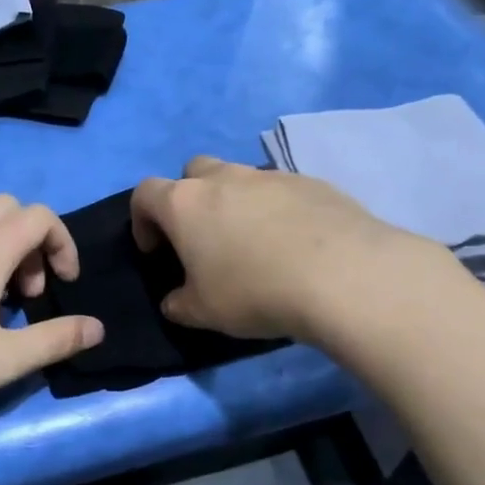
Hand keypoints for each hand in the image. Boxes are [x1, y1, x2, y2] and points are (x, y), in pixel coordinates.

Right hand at [130, 155, 436, 341]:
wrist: (341, 275)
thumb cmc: (254, 292)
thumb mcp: (203, 312)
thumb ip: (179, 304)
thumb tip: (175, 301)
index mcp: (185, 203)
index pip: (145, 194)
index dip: (143, 220)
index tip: (156, 251)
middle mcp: (224, 178)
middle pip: (192, 171)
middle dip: (189, 199)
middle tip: (202, 238)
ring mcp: (270, 175)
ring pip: (239, 178)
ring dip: (234, 203)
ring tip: (252, 244)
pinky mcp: (311, 182)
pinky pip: (280, 190)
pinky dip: (275, 210)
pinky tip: (292, 244)